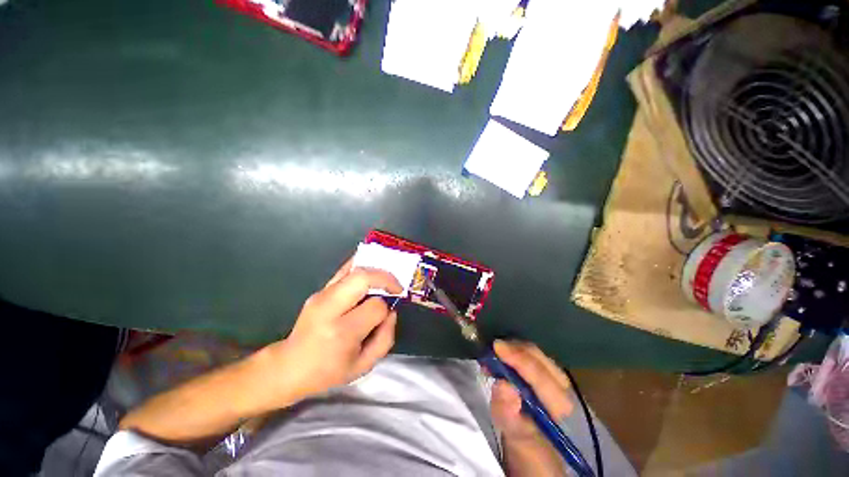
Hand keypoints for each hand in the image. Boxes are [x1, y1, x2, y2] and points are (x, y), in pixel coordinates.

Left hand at [258, 259, 401, 405]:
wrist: (290, 366)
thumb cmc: (329, 371)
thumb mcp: (363, 366)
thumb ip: (385, 338)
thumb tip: (391, 311)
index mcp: (342, 332)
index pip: (375, 307)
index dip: (386, 309)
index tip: (386, 315)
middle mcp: (330, 309)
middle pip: (363, 278)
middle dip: (385, 278)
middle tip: (396, 286)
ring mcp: (322, 296)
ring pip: (354, 270)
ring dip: (375, 271)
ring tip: (386, 279)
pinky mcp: (319, 290)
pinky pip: (344, 270)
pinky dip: (360, 264)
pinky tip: (371, 267)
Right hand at [490, 340, 572, 448]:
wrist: (532, 440)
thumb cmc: (523, 437)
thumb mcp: (513, 431)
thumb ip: (509, 413)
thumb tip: (503, 385)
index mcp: (559, 405)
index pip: (539, 375)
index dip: (518, 359)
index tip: (497, 347)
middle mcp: (562, 386)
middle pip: (538, 357)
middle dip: (513, 348)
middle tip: (492, 347)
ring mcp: (555, 375)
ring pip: (534, 351)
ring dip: (512, 347)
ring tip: (494, 351)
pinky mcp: (546, 369)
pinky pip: (529, 352)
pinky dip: (513, 348)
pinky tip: (501, 353)